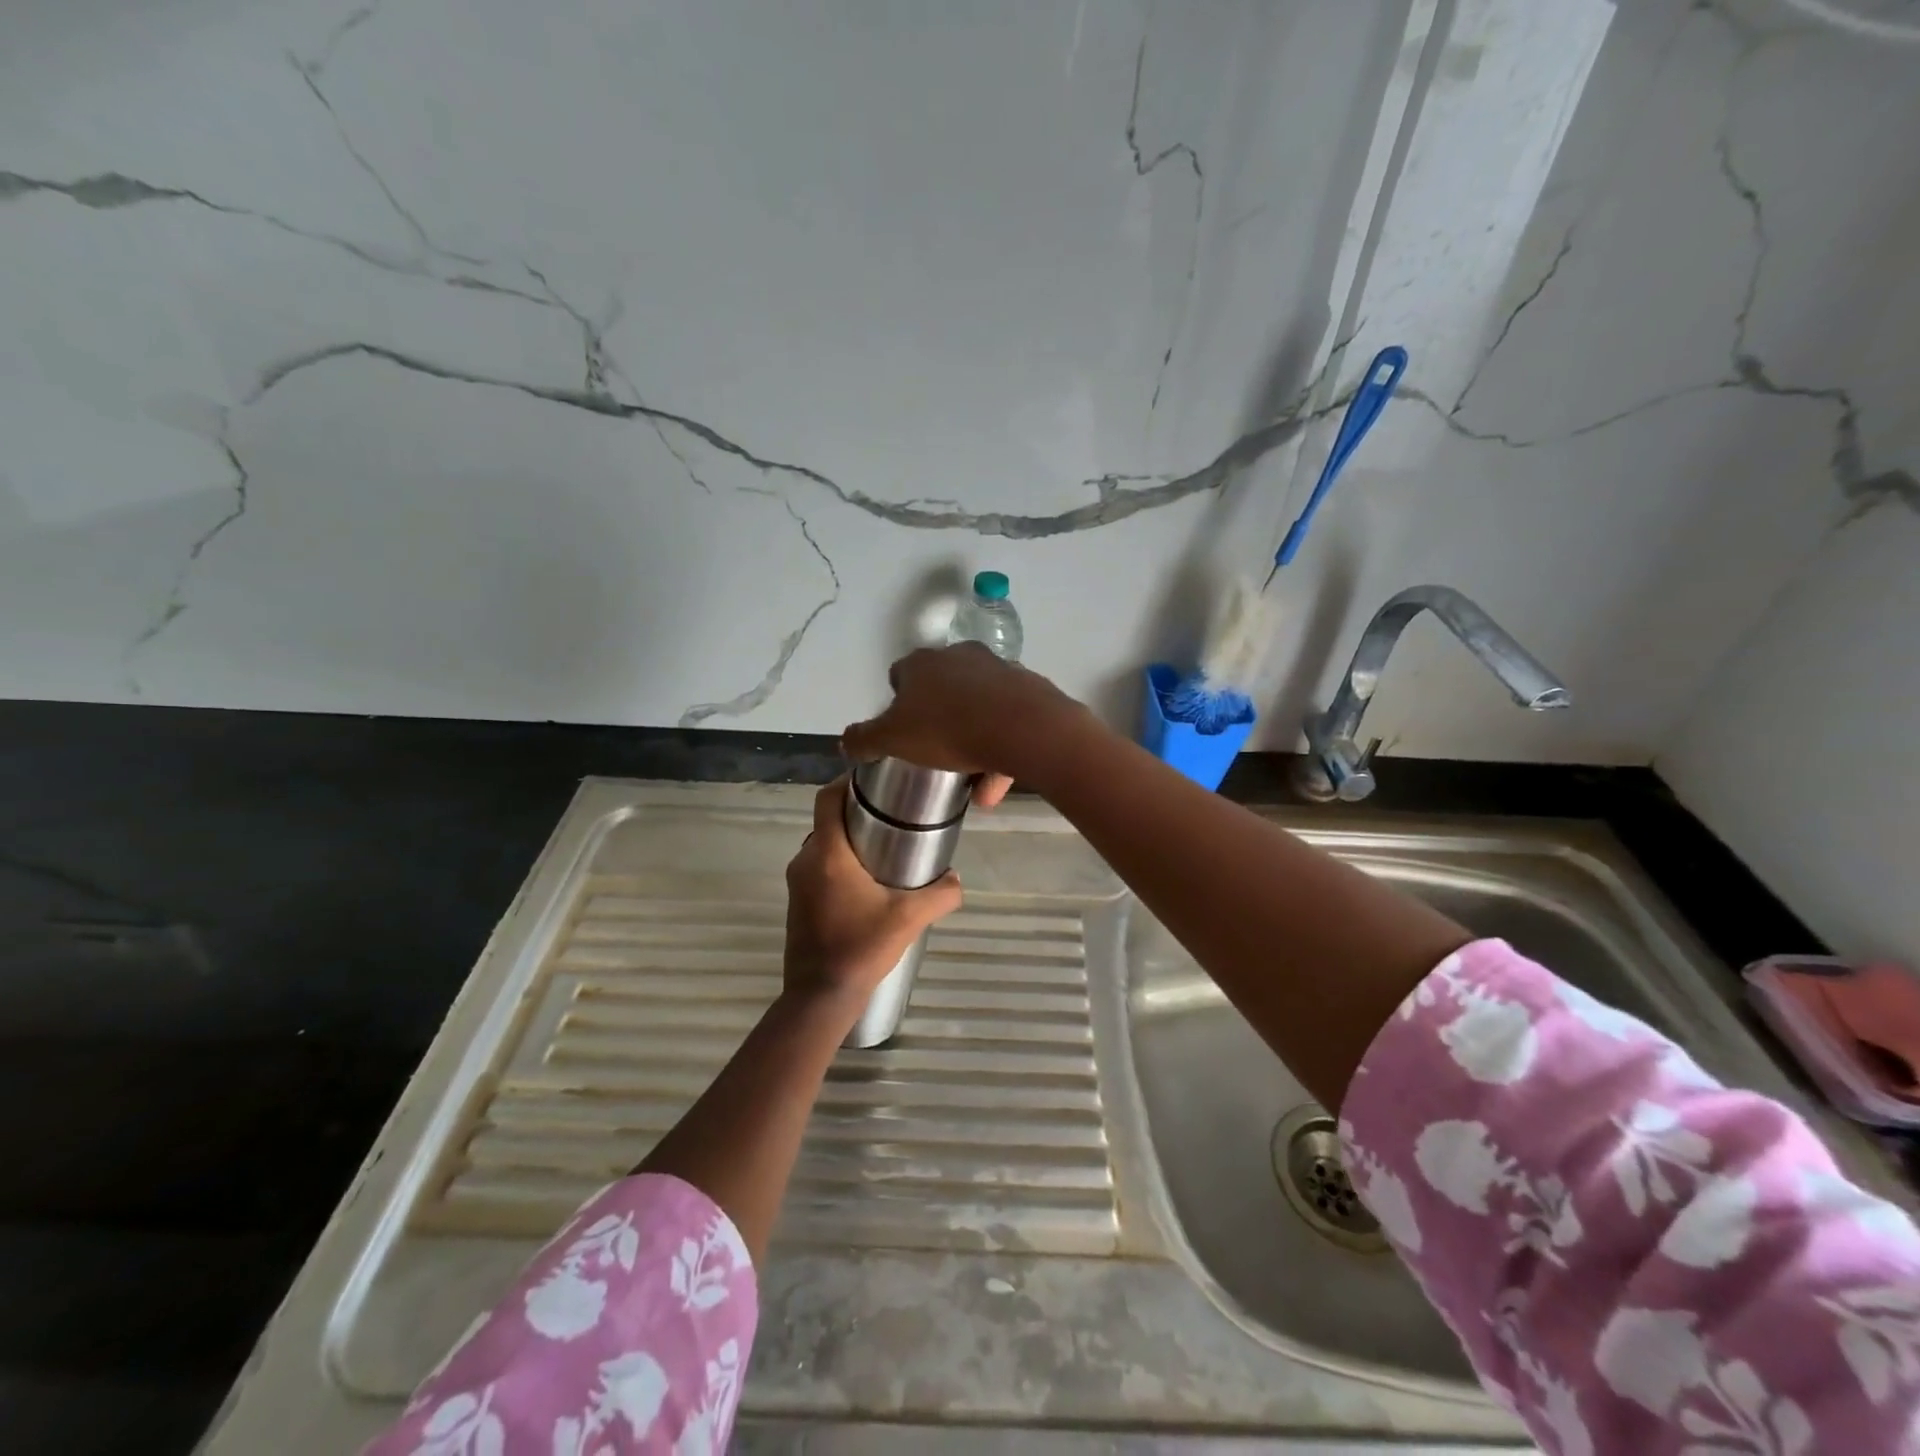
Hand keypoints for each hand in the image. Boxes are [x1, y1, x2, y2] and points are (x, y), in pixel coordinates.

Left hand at [783, 777, 963, 1013]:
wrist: (820, 997)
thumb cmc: (861, 947)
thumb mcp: (910, 918)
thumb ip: (941, 894)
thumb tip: (955, 879)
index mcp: (827, 853)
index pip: (826, 798)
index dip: (847, 782)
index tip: (875, 783)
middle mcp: (805, 860)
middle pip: (828, 820)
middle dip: (856, 813)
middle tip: (892, 817)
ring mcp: (797, 883)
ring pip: (824, 846)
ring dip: (848, 841)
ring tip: (884, 849)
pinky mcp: (797, 903)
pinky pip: (818, 869)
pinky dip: (839, 864)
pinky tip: (867, 883)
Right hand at [840, 643, 1080, 807]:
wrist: (1023, 727)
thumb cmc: (948, 729)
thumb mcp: (893, 739)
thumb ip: (864, 740)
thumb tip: (844, 742)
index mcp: (923, 664)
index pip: (901, 675)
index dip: (897, 703)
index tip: (901, 732)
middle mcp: (960, 657)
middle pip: (942, 691)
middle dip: (938, 723)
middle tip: (935, 755)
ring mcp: (998, 671)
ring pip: (979, 711)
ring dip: (973, 745)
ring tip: (972, 787)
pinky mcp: (1028, 690)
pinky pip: (1007, 724)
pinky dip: (1000, 752)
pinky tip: (995, 788)